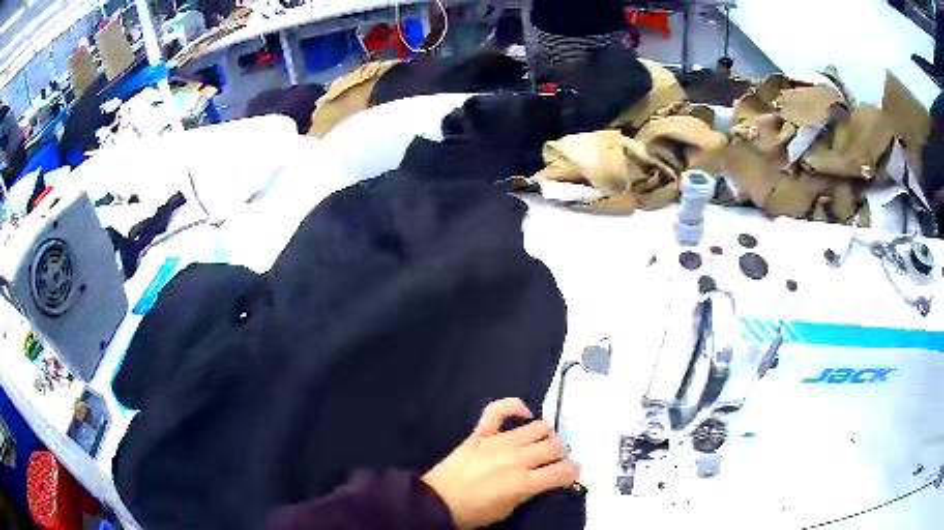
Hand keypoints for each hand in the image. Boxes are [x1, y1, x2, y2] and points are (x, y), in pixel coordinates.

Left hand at [422, 398, 578, 528]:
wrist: (436, 502)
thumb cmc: (474, 512)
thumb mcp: (509, 510)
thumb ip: (532, 493)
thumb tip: (549, 481)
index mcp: (525, 482)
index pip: (564, 471)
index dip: (572, 472)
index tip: (569, 475)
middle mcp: (517, 458)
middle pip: (555, 446)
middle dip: (562, 454)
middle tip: (555, 461)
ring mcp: (498, 442)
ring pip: (538, 427)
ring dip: (547, 435)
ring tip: (541, 444)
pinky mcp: (481, 433)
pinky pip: (499, 409)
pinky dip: (514, 406)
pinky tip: (524, 414)